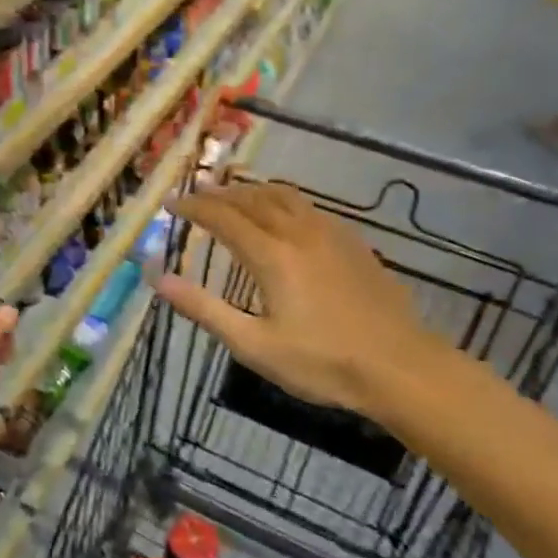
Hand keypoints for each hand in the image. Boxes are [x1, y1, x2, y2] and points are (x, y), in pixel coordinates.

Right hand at [154, 182, 477, 425]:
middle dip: (220, 193)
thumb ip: (204, 309)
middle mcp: (299, 232)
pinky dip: (283, 200)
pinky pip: (309, 207)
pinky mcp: (354, 242)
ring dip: (253, 190)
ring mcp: (331, 234)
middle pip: (253, 199)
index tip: (171, 202)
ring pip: (285, 196)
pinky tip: (285, 216)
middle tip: (197, 193)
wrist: (400, 366)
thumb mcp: (254, 345)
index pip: (223, 217)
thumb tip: (157, 278)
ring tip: (235, 194)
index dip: (194, 207)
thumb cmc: (322, 362)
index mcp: (272, 255)